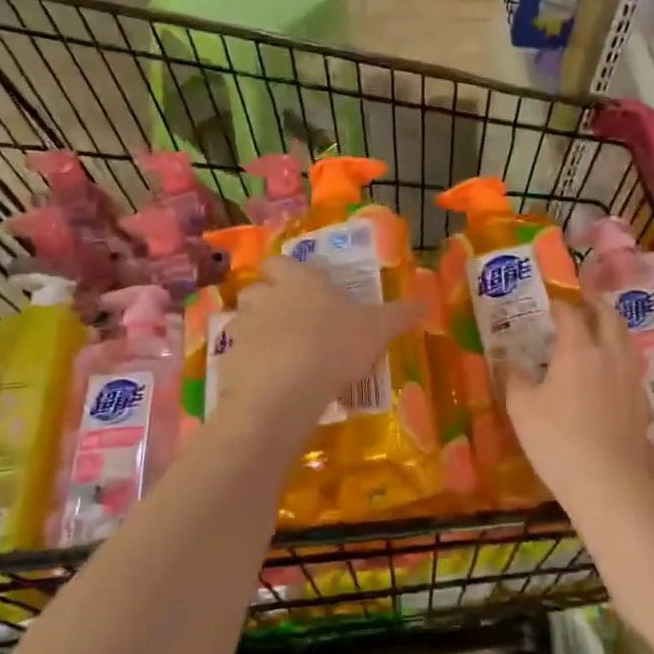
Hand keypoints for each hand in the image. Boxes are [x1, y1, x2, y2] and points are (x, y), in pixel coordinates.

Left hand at [213, 257, 423, 454]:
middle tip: (293, 322)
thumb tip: (425, 302)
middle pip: (256, 290)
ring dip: (258, 334)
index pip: (279, 262)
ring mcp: (242, 329)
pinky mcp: (228, 362)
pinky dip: (250, 366)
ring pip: (244, 323)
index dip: (286, 272)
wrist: (286, 390)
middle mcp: (264, 297)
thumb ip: (400, 314)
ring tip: (282, 356)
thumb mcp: (377, 329)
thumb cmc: (334, 345)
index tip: (302, 287)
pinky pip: (238, 358)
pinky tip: (271, 384)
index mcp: (297, 280)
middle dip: (268, 301)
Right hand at [500, 298, 653, 510]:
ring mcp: (630, 379)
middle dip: (595, 306)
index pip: (570, 314)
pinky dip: (622, 358)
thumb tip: (505, 360)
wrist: (607, 483)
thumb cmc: (557, 439)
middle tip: (582, 304)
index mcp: (578, 350)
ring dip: (613, 328)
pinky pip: (633, 368)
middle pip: (609, 318)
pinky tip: (612, 373)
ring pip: (627, 340)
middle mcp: (610, 356)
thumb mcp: (521, 407)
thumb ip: (513, 378)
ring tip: (600, 331)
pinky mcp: (642, 403)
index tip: (549, 304)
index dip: (559, 305)